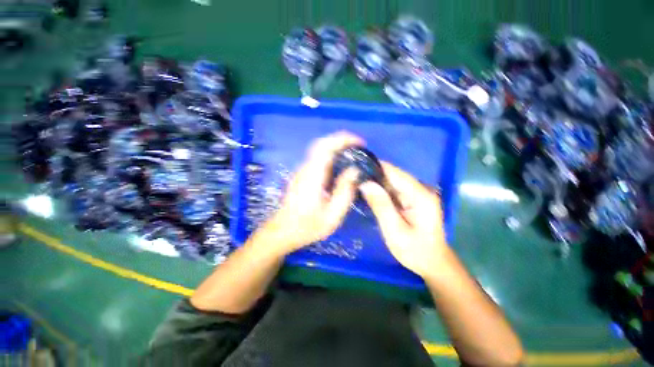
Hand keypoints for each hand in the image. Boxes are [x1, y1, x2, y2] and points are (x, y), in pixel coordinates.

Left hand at [263, 132, 362, 254]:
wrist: (282, 231)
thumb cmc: (307, 226)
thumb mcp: (332, 215)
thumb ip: (344, 192)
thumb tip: (354, 171)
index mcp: (313, 176)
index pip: (325, 147)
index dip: (343, 139)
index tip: (359, 143)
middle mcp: (306, 169)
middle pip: (321, 144)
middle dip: (341, 140)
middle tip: (358, 147)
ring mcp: (302, 171)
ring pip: (319, 150)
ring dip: (336, 147)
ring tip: (352, 154)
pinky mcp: (302, 176)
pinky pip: (318, 159)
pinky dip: (331, 156)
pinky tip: (340, 166)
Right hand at [360, 162, 446, 278]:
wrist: (433, 263)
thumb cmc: (415, 251)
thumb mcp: (395, 231)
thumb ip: (381, 206)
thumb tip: (366, 183)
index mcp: (420, 195)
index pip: (394, 172)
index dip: (375, 167)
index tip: (356, 167)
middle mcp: (421, 189)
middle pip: (393, 175)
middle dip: (373, 175)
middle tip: (353, 179)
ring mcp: (417, 194)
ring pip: (392, 182)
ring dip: (376, 182)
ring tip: (357, 184)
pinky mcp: (413, 199)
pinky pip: (394, 190)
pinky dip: (381, 190)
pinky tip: (369, 193)